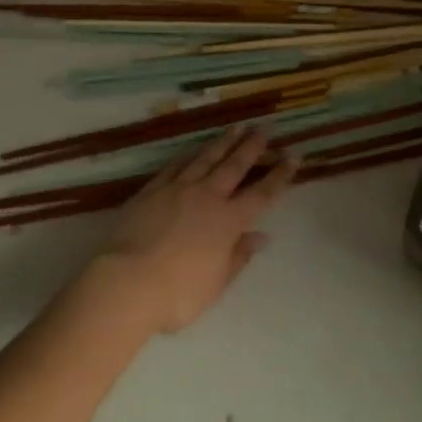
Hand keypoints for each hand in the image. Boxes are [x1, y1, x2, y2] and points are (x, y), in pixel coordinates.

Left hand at [92, 126, 295, 334]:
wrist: (128, 282)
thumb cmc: (177, 293)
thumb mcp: (216, 284)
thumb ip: (239, 257)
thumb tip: (262, 236)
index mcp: (228, 222)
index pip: (261, 194)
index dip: (279, 176)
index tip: (293, 157)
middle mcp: (208, 197)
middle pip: (235, 166)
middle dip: (252, 146)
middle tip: (265, 127)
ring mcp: (179, 189)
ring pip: (207, 158)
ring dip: (224, 142)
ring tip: (236, 127)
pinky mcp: (154, 189)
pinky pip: (177, 166)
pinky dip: (189, 155)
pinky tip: (194, 148)